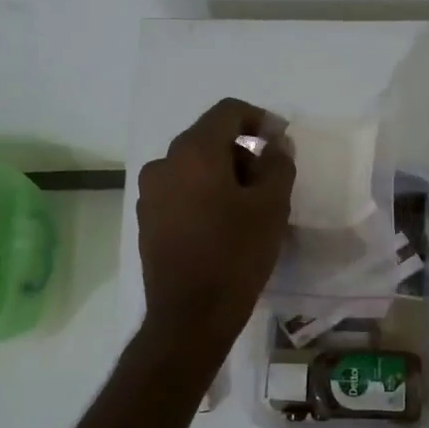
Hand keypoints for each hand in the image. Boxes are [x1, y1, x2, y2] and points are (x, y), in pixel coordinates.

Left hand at [137, 98, 294, 344]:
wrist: (190, 316)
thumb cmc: (236, 254)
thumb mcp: (271, 206)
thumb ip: (278, 164)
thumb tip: (277, 143)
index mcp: (193, 152)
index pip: (228, 112)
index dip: (259, 118)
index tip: (281, 140)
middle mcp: (164, 163)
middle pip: (209, 138)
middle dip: (243, 151)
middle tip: (271, 181)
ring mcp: (150, 193)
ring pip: (194, 166)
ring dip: (224, 174)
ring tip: (249, 207)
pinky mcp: (147, 219)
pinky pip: (181, 191)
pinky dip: (204, 194)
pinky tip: (224, 224)